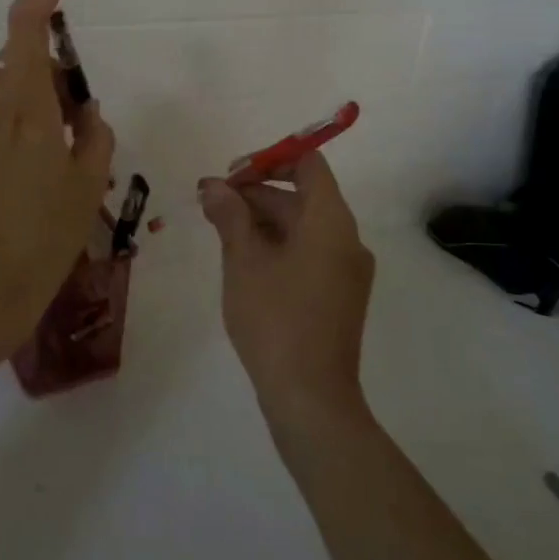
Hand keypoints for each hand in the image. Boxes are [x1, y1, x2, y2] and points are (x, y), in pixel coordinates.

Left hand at [0, 0, 114, 371]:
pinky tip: (39, 165)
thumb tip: (85, 111)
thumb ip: (93, 134)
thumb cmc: (43, 239)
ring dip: (37, 95)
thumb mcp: (86, 184)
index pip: (24, 26)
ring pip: (7, 86)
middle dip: (53, 67)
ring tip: (65, 148)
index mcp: (23, 108)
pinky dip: (21, 117)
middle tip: (82, 115)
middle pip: (19, 57)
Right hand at [198, 153, 374, 426]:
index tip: (232, 175)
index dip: (269, 160)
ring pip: (303, 226)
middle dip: (256, 193)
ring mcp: (347, 270)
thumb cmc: (275, 319)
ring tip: (219, 229)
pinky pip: (310, 252)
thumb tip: (214, 186)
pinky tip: (244, 260)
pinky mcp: (340, 295)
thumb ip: (230, 215)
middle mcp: (347, 238)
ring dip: (263, 220)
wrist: (311, 399)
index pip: (308, 164)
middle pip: (302, 195)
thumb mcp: (243, 261)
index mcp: (331, 221)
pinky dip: (278, 245)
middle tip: (211, 203)